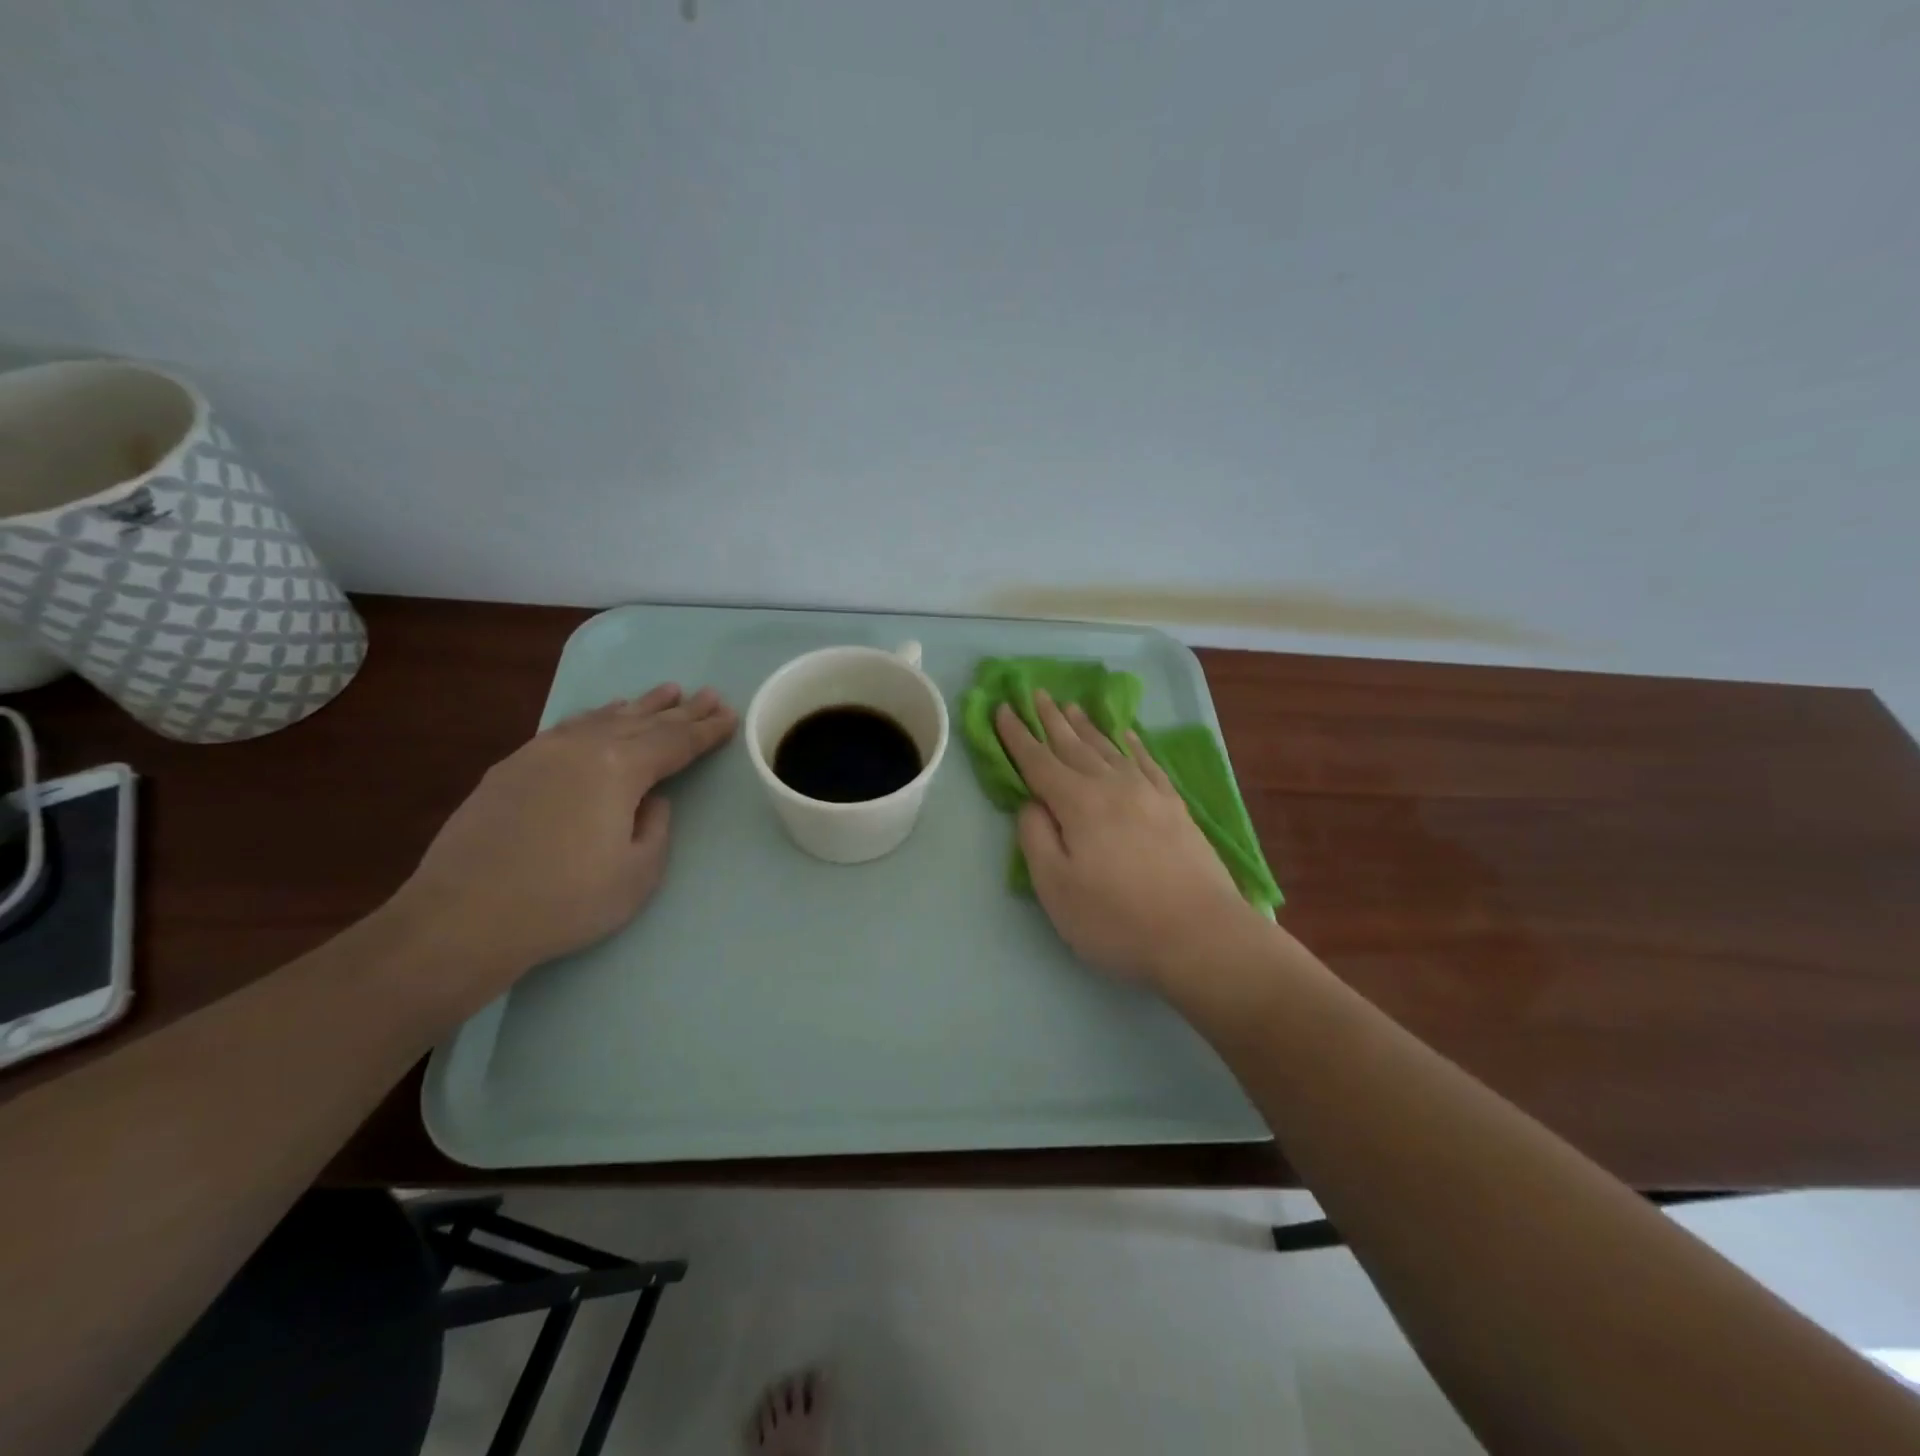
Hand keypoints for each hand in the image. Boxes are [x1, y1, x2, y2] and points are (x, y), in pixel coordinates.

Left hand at [393, 684, 736, 998]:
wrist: (463, 919)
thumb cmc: (566, 901)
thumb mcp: (639, 872)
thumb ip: (655, 826)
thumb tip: (649, 799)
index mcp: (620, 768)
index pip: (675, 743)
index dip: (706, 731)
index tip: (730, 715)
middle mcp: (582, 747)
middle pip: (644, 723)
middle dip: (681, 710)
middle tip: (709, 695)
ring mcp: (541, 753)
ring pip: (604, 719)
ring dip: (640, 706)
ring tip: (666, 692)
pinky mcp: (511, 767)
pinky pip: (569, 728)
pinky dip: (596, 718)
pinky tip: (603, 715)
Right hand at [995, 692, 1269, 989]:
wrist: (1201, 935)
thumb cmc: (1117, 919)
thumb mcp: (1056, 888)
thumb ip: (1036, 838)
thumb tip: (1032, 803)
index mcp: (1078, 803)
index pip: (1038, 761)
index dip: (1017, 735)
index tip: (1003, 708)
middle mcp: (1112, 786)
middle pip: (1074, 745)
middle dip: (1051, 719)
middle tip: (1037, 693)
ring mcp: (1148, 793)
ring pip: (1109, 748)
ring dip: (1087, 726)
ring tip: (1072, 706)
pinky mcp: (1175, 806)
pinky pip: (1146, 762)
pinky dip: (1131, 744)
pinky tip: (1126, 735)